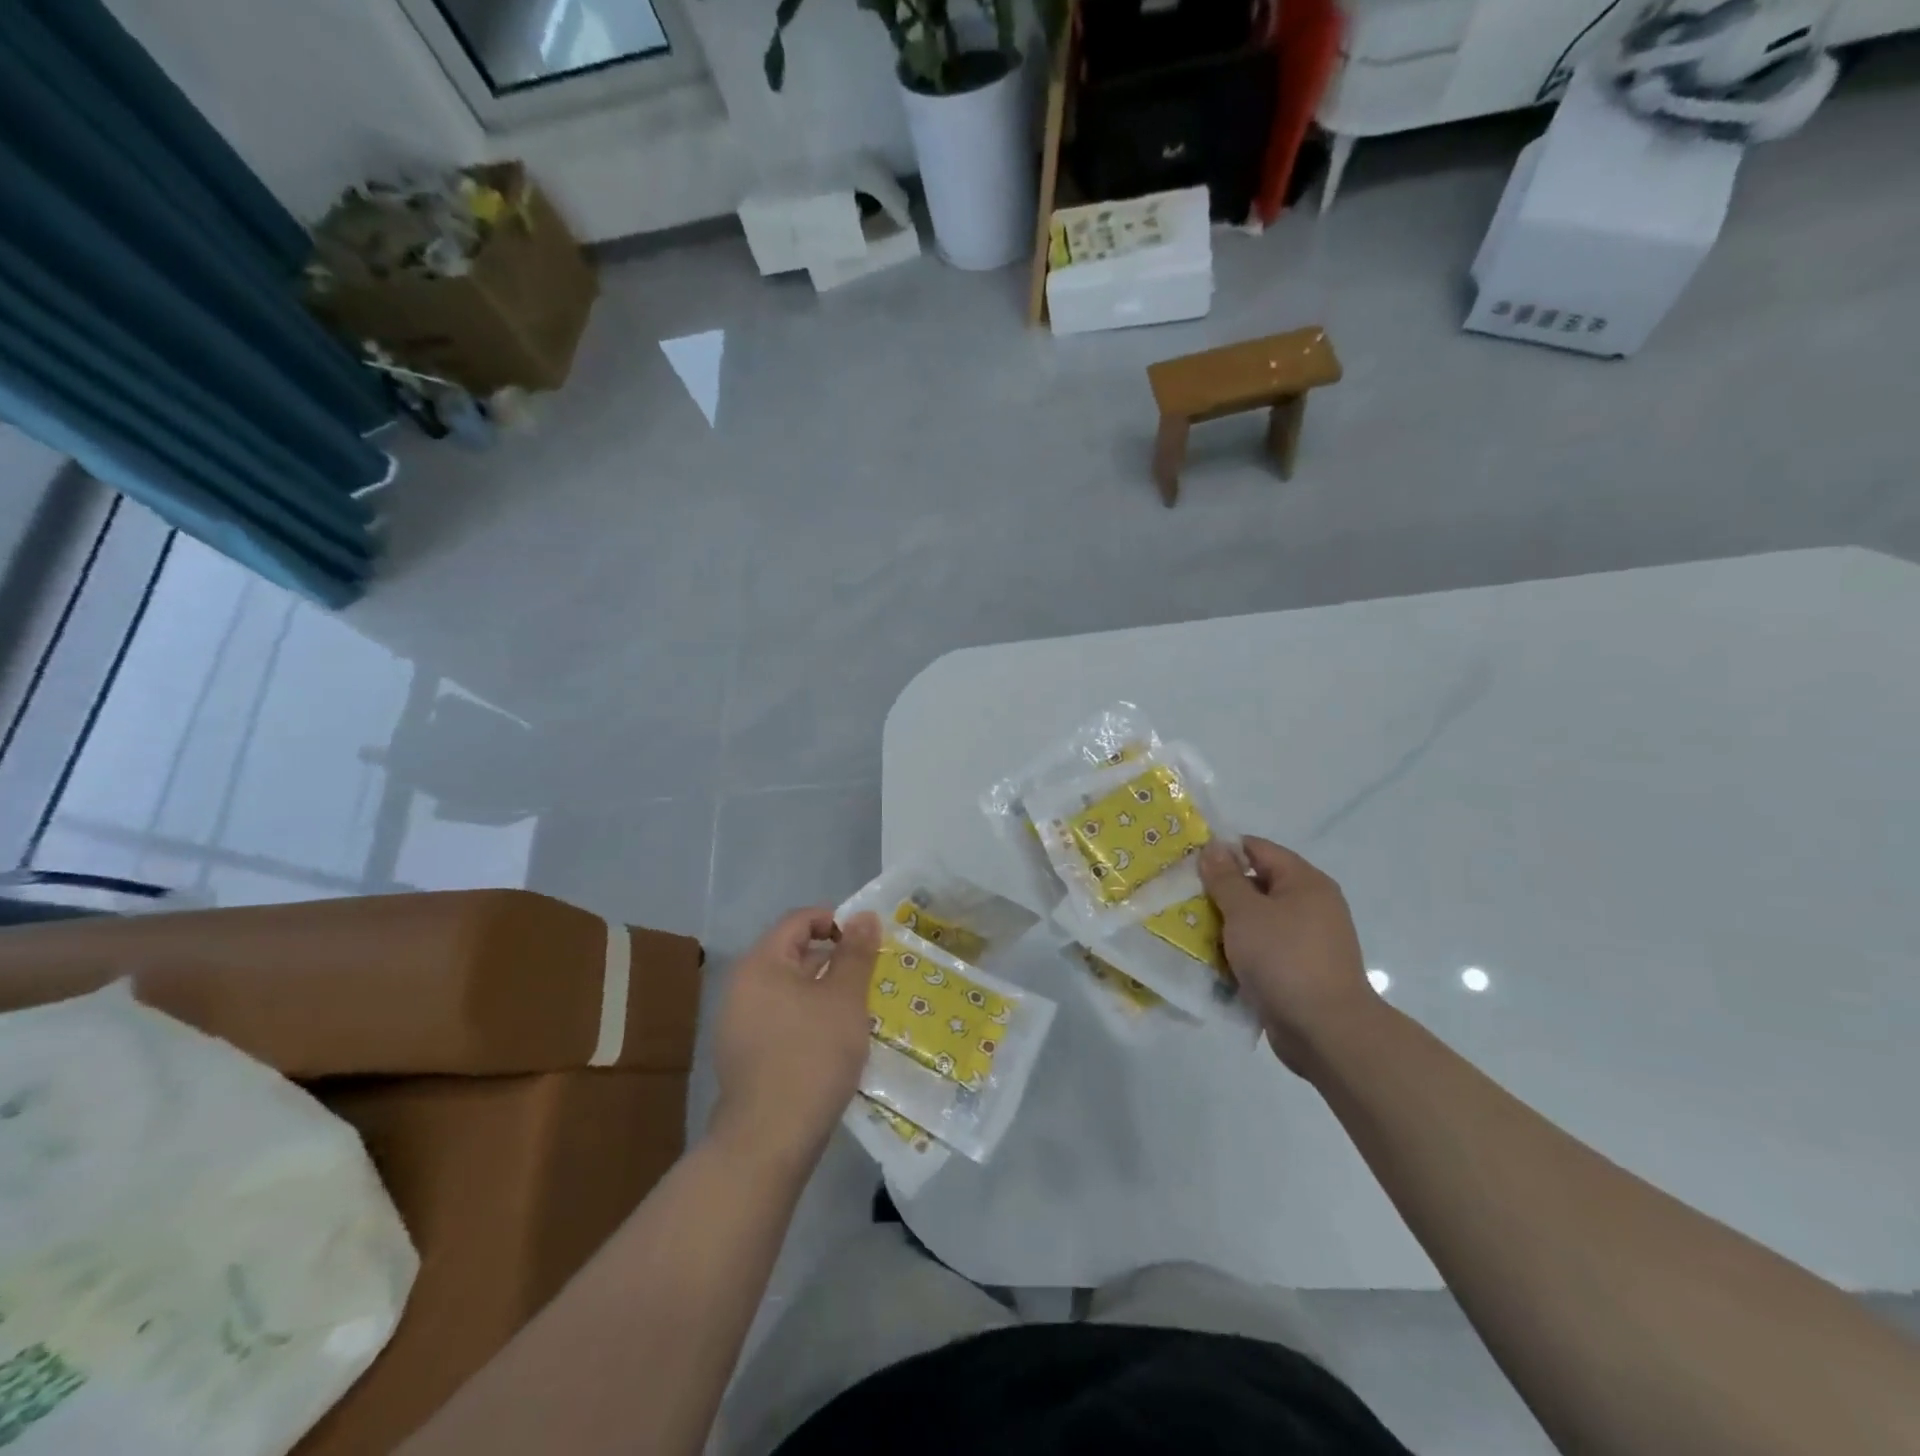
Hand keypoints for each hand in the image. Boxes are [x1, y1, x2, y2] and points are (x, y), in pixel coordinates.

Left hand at [709, 908, 880, 1172]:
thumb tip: (864, 916)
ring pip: (788, 989)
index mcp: (760, 963)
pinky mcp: (744, 1055)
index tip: (868, 942)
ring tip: (857, 1008)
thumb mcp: (844, 998)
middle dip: (833, 959)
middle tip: (870, 975)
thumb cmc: (811, 1056)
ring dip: (823, 991)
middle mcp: (741, 986)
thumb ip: (855, 953)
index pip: (798, 920)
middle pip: (792, 954)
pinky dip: (808, 1018)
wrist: (768, 1141)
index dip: (835, 921)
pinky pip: (781, 1018)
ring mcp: (738, 1023)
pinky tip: (833, 1041)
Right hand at [1198, 837, 1376, 1075]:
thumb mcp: (1246, 912)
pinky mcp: (1299, 971)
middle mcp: (1311, 906)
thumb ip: (1225, 878)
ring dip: (1226, 925)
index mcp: (1305, 882)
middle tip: (1182, 898)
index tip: (1188, 863)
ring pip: (1257, 921)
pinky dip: (1240, 952)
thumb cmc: (1284, 959)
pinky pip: (1263, 950)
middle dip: (1219, 892)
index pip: (1258, 849)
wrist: (1326, 1031)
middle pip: (1257, 885)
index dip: (1222, 851)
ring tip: (1189, 930)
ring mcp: (1307, 941)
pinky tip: (1213, 960)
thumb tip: (1214, 846)